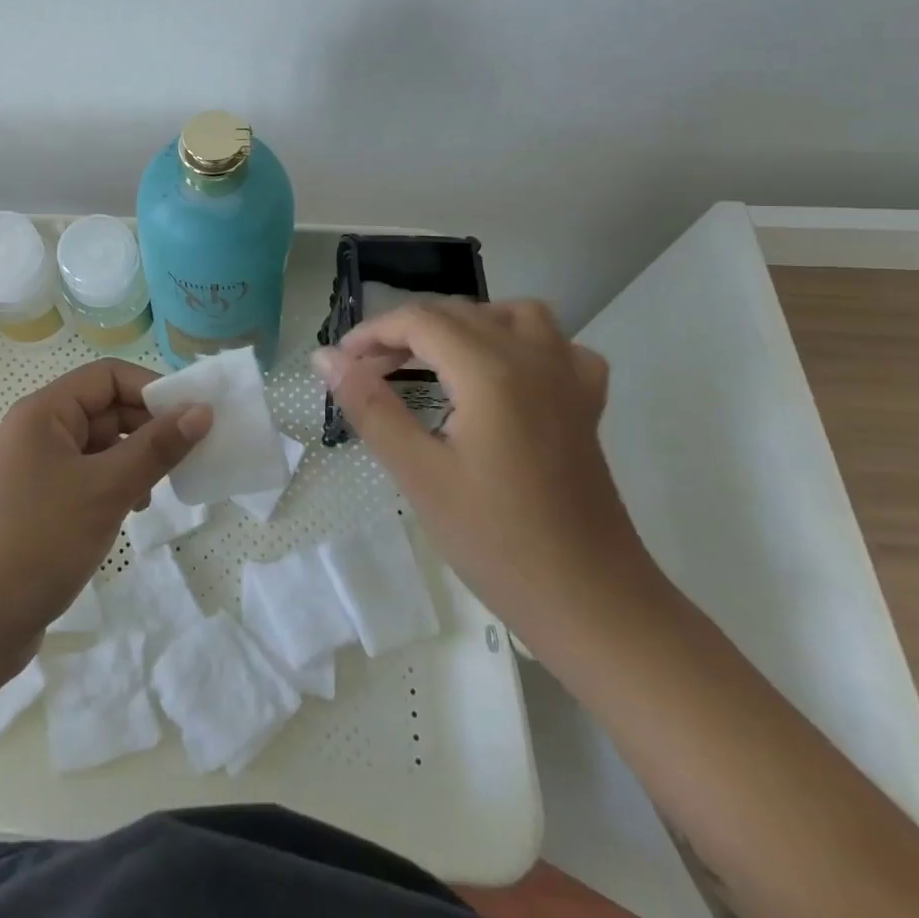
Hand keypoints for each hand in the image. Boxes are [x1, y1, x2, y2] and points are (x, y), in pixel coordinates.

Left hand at [0, 359, 210, 681]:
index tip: (192, 418)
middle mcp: (35, 433)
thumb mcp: (105, 490)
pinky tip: (129, 514)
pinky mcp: (35, 508)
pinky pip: (84, 480)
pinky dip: (112, 488)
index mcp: (44, 412)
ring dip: (131, 462)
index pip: (107, 377)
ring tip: (156, 492)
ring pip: (96, 448)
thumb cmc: (37, 541)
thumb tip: (201, 410)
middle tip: (186, 458)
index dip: (151, 390)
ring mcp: (33, 472)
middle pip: (102, 410)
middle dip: (145, 429)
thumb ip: (156, 448)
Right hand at [312, 298, 650, 645]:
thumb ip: (370, 406)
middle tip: (369, 370)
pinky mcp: (587, 406)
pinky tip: (505, 374)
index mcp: (490, 372)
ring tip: (434, 358)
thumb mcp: (419, 475)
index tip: (341, 362)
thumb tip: (325, 358)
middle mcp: (533, 359)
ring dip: (465, 323)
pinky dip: (524, 344)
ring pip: (514, 314)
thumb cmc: (497, 542)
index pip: (420, 321)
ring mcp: (568, 380)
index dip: (372, 332)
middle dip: (406, 331)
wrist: (593, 605)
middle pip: (459, 313)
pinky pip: (557, 347)